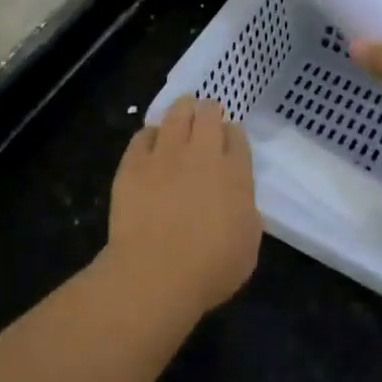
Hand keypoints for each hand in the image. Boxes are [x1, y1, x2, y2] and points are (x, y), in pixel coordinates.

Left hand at [103, 96, 260, 314]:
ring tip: (183, 107)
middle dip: (209, 110)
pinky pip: (143, 135)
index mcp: (235, 174)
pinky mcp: (133, 163)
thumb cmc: (210, 269)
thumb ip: (246, 213)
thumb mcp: (248, 245)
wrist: (156, 273)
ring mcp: (165, 155)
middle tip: (206, 113)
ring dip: (182, 108)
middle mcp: (202, 154)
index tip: (229, 139)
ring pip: (176, 115)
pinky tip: (151, 138)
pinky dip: (150, 133)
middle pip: (208, 115)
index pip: (237, 137)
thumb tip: (237, 200)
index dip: (233, 134)